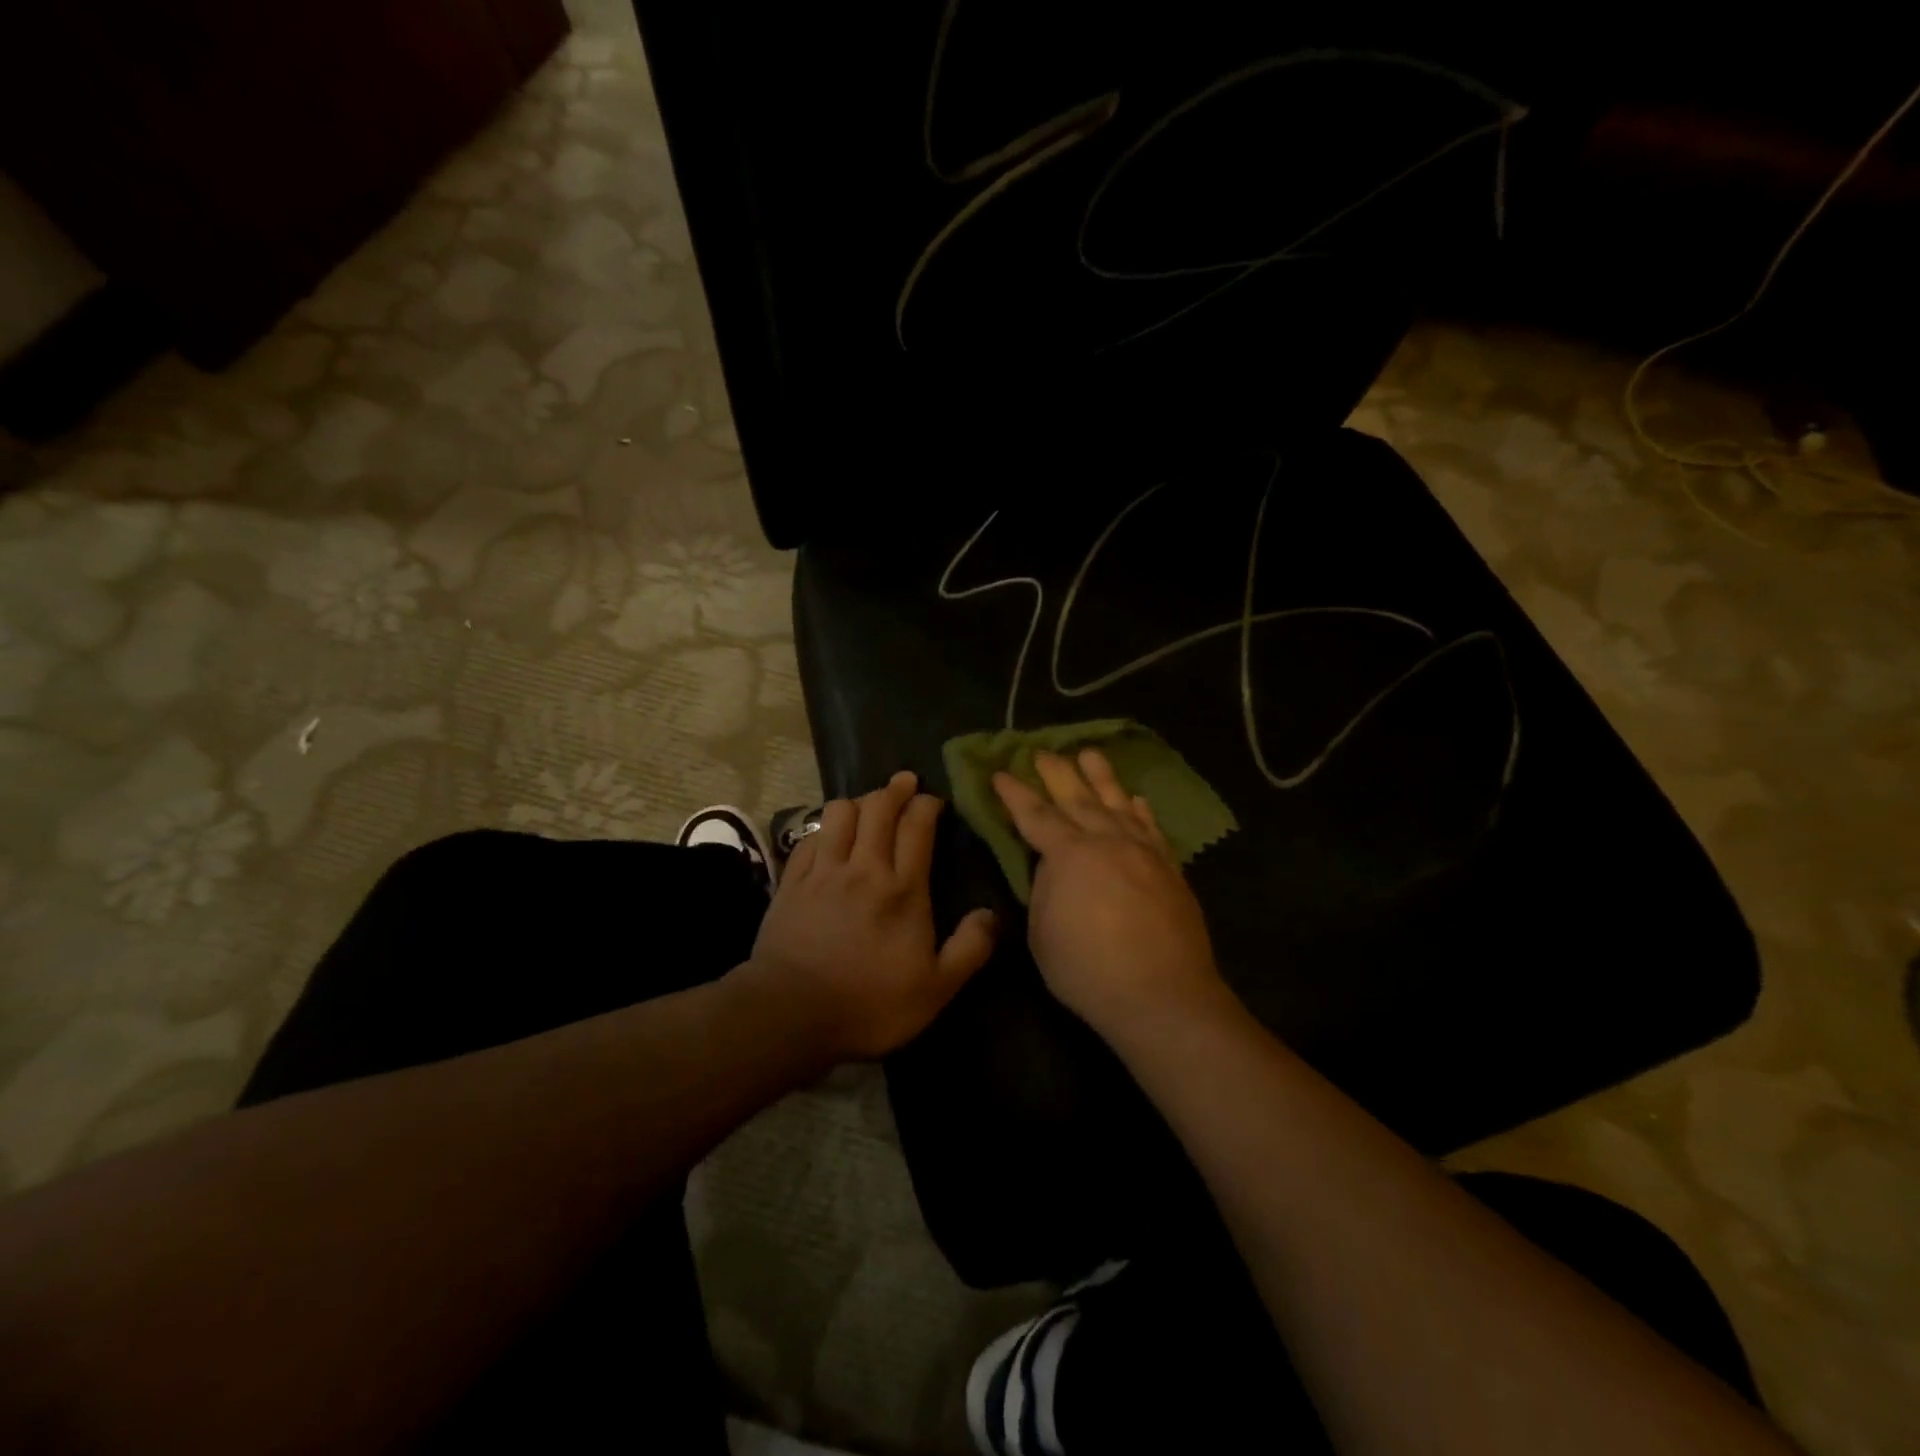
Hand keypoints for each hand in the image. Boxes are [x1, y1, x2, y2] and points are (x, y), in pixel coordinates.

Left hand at [742, 770, 997, 1063]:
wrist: (791, 1015)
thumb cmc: (870, 1004)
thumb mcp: (936, 989)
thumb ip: (969, 948)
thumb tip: (992, 914)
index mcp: (902, 889)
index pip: (916, 827)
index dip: (926, 805)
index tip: (933, 800)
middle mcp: (863, 868)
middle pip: (878, 808)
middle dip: (895, 789)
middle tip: (905, 782)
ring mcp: (822, 872)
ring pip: (839, 814)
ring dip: (858, 801)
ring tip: (868, 805)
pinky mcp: (791, 883)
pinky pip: (808, 838)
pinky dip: (823, 828)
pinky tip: (829, 835)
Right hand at [993, 750, 1228, 1042]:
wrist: (1162, 995)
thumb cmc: (1088, 970)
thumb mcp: (1043, 933)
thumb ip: (1044, 890)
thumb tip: (1052, 866)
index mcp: (1069, 855)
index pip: (1035, 815)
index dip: (1015, 793)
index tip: (1001, 772)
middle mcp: (1107, 841)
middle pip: (1077, 798)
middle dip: (1057, 773)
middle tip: (1042, 751)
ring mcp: (1143, 852)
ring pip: (1118, 803)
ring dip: (1101, 777)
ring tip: (1089, 754)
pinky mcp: (1169, 868)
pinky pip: (1152, 828)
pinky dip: (1140, 810)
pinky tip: (1135, 799)